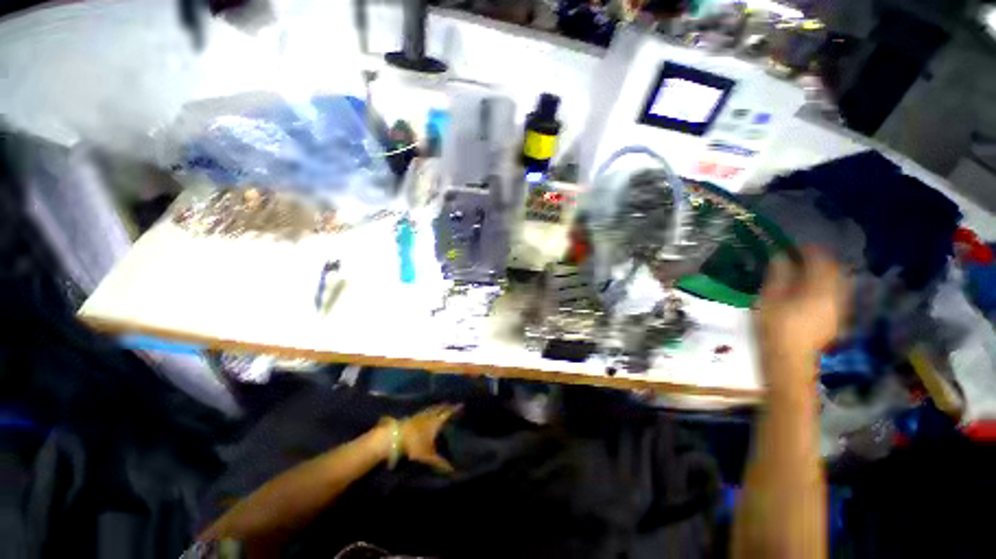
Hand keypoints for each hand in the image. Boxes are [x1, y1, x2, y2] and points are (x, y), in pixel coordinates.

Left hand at [397, 404, 460, 472]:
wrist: (396, 437)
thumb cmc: (414, 445)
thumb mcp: (428, 456)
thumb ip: (439, 462)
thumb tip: (452, 469)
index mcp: (436, 422)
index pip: (448, 414)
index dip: (454, 409)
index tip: (461, 404)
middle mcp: (430, 416)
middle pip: (440, 409)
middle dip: (446, 406)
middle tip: (452, 404)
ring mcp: (420, 415)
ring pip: (431, 409)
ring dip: (437, 406)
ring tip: (441, 404)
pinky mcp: (413, 417)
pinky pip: (424, 410)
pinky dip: (429, 409)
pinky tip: (427, 411)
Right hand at [756, 247, 847, 371]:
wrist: (789, 358)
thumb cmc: (775, 326)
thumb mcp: (770, 298)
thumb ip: (779, 275)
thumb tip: (781, 256)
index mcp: (819, 288)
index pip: (820, 260)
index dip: (807, 249)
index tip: (792, 246)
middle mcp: (836, 294)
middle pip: (834, 269)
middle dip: (818, 259)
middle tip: (798, 257)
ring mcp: (840, 307)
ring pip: (838, 280)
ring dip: (824, 272)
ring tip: (804, 272)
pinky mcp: (837, 317)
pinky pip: (837, 292)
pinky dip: (826, 284)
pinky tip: (811, 290)